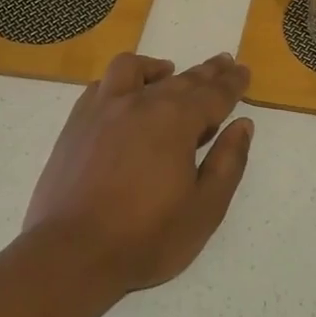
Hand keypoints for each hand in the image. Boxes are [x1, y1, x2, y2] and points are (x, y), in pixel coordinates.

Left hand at [24, 52, 253, 293]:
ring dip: (158, 68)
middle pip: (182, 79)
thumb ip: (228, 163)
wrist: (71, 253)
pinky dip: (121, 82)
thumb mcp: (205, 209)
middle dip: (207, 72)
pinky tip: (125, 96)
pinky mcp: (76, 123)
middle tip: (224, 63)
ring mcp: (104, 109)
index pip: (213, 94)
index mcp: (176, 120)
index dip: (232, 83)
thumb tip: (243, 125)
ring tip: (169, 72)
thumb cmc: (145, 237)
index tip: (244, 71)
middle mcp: (141, 102)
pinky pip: (102, 85)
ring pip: (135, 69)